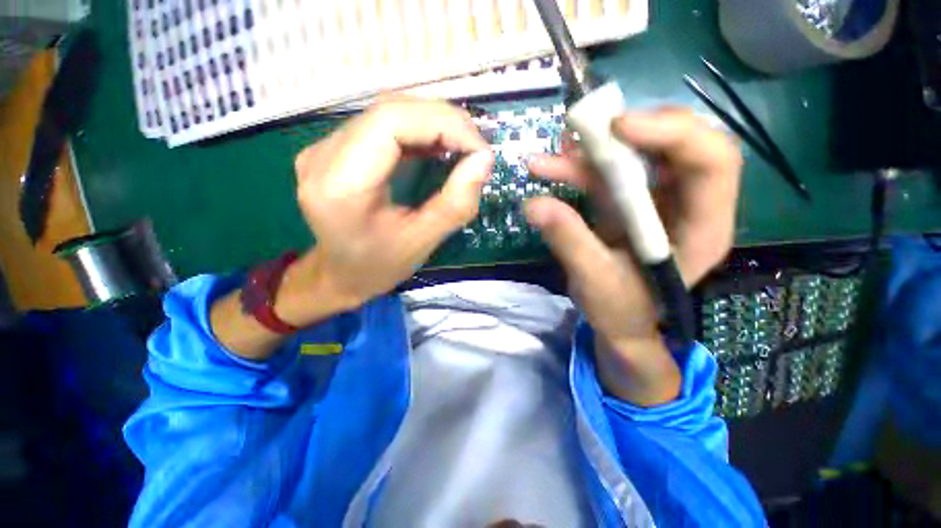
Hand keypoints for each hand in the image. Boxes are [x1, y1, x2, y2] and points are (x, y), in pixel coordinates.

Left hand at [291, 98, 494, 315]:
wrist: (340, 275)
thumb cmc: (378, 266)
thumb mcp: (422, 242)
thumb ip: (455, 204)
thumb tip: (485, 160)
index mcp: (340, 184)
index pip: (391, 122)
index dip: (443, 124)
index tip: (480, 150)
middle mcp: (323, 155)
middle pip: (390, 111)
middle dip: (444, 122)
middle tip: (477, 148)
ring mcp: (324, 147)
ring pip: (388, 113)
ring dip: (433, 123)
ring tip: (463, 146)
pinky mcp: (335, 149)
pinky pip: (382, 126)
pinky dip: (418, 131)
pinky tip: (439, 146)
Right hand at [525, 108, 741, 405]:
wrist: (619, 323)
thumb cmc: (619, 311)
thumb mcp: (595, 281)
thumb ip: (569, 240)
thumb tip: (534, 205)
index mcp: (702, 228)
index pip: (712, 161)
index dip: (672, 133)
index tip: (618, 127)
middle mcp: (689, 204)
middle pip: (679, 144)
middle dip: (632, 131)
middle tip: (588, 129)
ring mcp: (658, 200)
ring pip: (639, 154)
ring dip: (595, 148)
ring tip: (556, 152)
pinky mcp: (630, 202)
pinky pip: (609, 173)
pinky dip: (580, 168)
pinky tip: (550, 168)